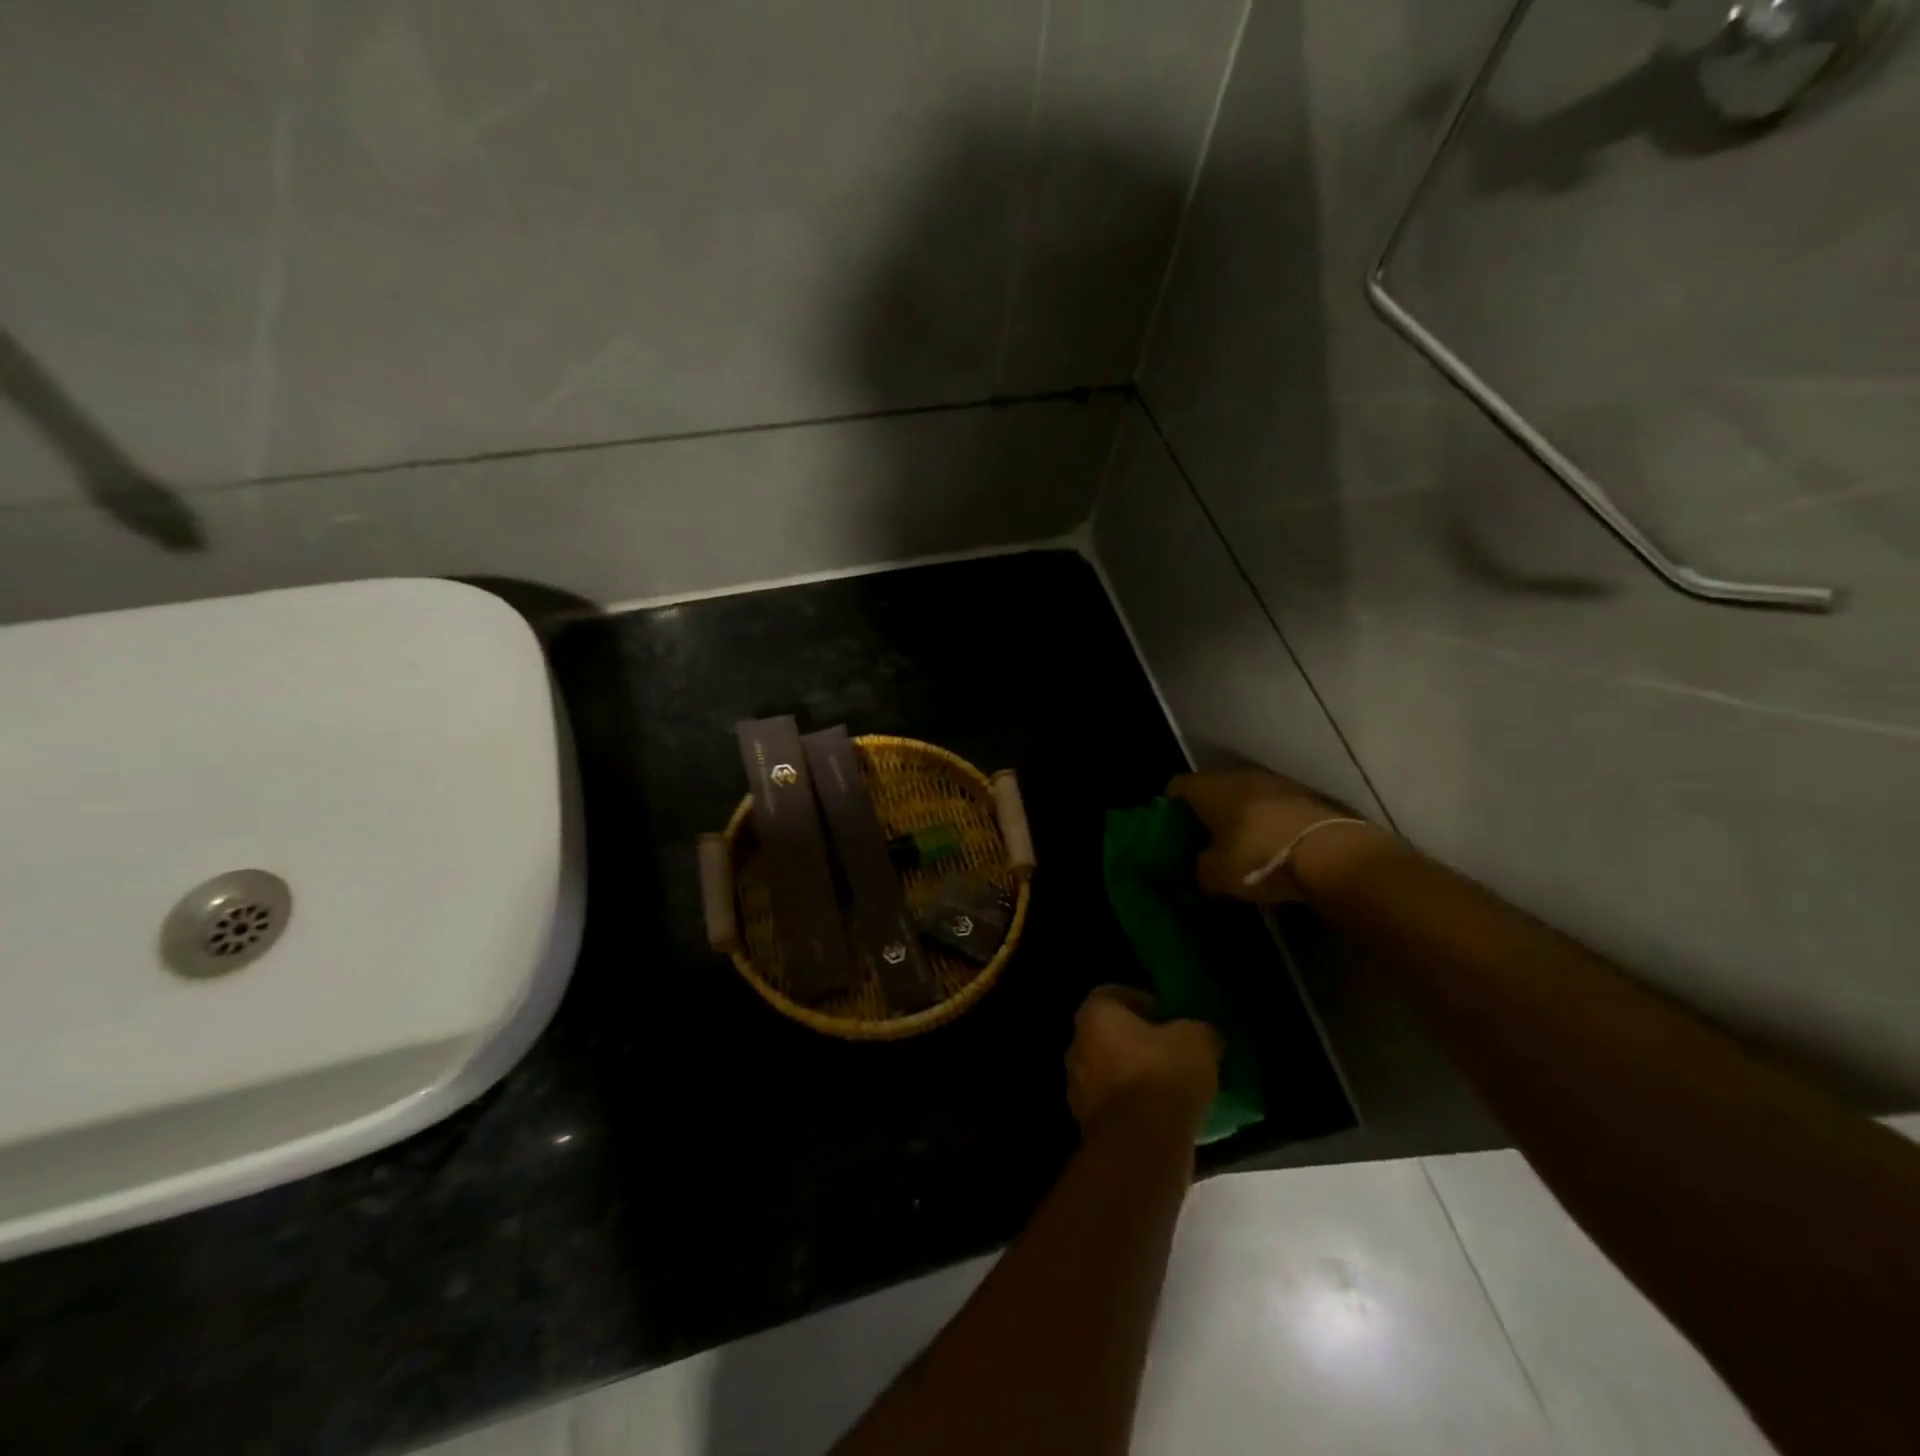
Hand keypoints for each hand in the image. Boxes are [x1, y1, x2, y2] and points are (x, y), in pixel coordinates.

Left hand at [1067, 987, 1221, 1137]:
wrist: (1141, 1146)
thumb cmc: (1163, 1076)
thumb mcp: (1197, 1041)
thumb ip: (1198, 1030)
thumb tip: (1203, 1035)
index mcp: (1094, 1014)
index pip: (1113, 994)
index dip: (1141, 1000)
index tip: (1167, 1014)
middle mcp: (1077, 1046)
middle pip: (1106, 1034)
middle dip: (1135, 1040)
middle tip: (1169, 1049)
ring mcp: (1077, 1087)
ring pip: (1108, 1071)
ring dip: (1132, 1075)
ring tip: (1169, 1086)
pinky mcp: (1087, 1124)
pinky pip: (1113, 1105)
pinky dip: (1131, 1106)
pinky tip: (1160, 1115)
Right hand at [1169, 769, 1379, 903]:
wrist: (1335, 856)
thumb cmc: (1261, 857)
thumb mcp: (1217, 874)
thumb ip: (1200, 869)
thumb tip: (1201, 870)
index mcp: (1211, 788)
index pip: (1177, 786)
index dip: (1169, 807)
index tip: (1170, 829)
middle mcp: (1241, 777)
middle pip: (1213, 788)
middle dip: (1207, 811)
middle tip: (1203, 840)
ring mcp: (1278, 784)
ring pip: (1247, 796)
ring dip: (1241, 816)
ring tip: (1238, 845)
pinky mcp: (1308, 798)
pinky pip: (1276, 808)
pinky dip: (1268, 823)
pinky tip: (1271, 848)